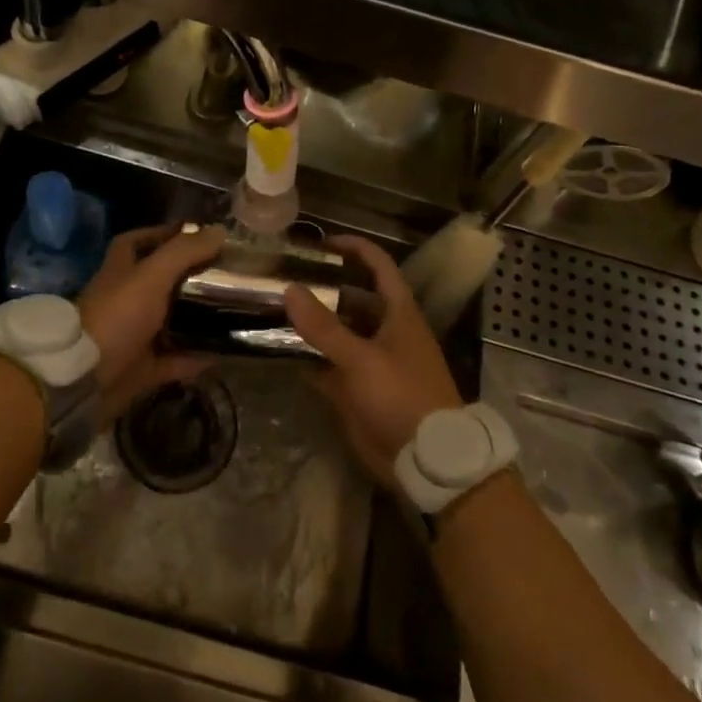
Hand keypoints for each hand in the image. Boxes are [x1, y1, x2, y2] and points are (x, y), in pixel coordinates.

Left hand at [77, 224, 223, 420]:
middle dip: (189, 277)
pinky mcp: (140, 369)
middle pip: (159, 282)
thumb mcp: (152, 276)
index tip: (196, 234)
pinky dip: (195, 357)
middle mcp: (124, 300)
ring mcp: (131, 336)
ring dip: (196, 318)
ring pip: (169, 322)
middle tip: (224, 274)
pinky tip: (222, 353)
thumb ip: (184, 252)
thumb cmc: (117, 316)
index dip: (161, 234)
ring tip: (230, 310)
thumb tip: (220, 230)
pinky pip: (174, 360)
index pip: (136, 242)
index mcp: (120, 271)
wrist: (84, 379)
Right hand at [284, 234, 463, 485]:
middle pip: (353, 300)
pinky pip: (329, 366)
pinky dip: (309, 359)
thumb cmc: (402, 396)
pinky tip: (280, 352)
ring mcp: (372, 362)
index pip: (378, 266)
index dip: (355, 248)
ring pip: (338, 334)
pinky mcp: (359, 391)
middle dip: (323, 289)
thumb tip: (290, 289)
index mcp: (398, 313)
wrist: (427, 459)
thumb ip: (324, 327)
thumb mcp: (361, 359)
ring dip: (312, 325)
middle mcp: (385, 331)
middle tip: (285, 279)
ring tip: (274, 310)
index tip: (323, 242)